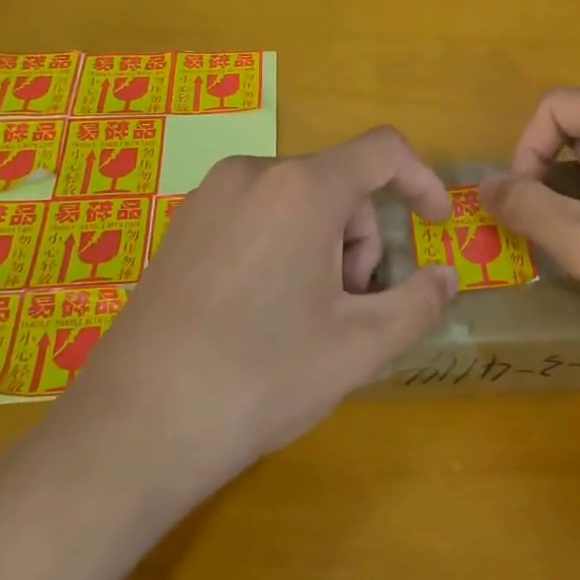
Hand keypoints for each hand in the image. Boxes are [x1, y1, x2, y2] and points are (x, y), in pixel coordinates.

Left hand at [29, 127, 458, 532]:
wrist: (134, 428)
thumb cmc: (261, 377)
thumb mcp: (359, 346)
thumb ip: (418, 302)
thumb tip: (445, 276)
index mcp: (302, 188)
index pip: (383, 151)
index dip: (421, 181)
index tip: (435, 225)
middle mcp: (253, 172)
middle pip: (339, 184)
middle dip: (362, 240)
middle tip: (353, 308)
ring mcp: (210, 197)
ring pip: (298, 201)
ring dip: (325, 247)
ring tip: (307, 318)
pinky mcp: (183, 226)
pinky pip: (258, 215)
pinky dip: (285, 247)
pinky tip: (265, 311)